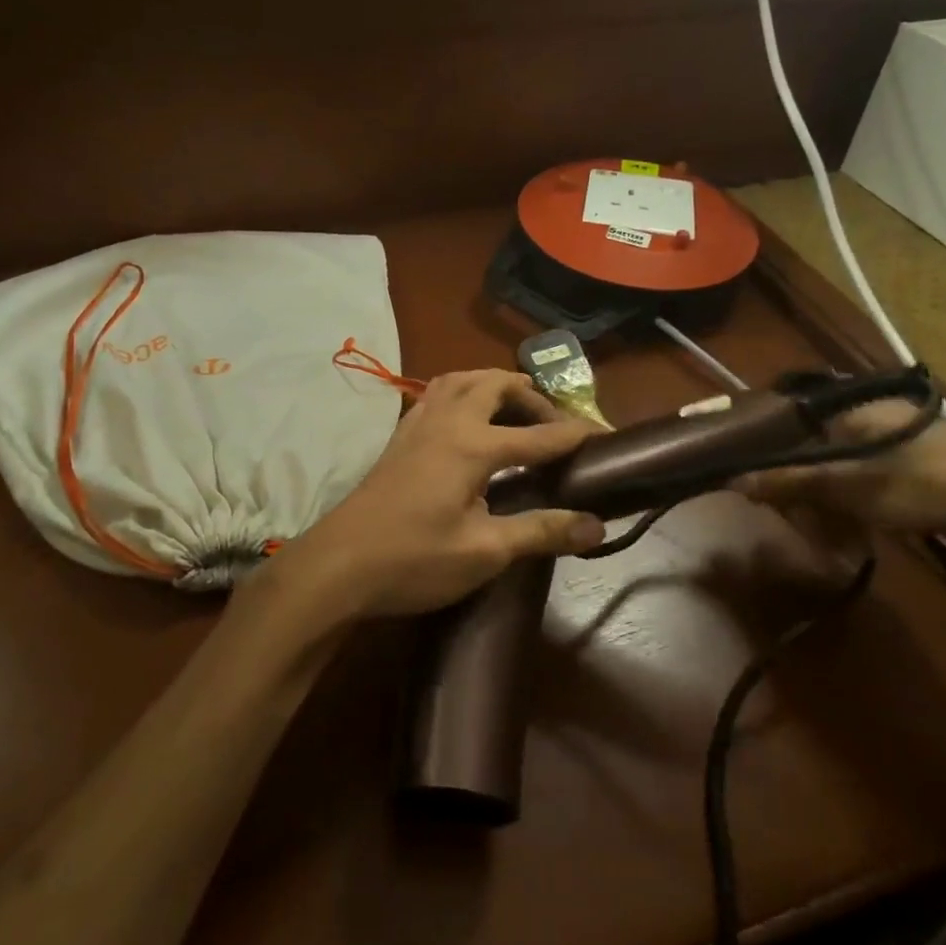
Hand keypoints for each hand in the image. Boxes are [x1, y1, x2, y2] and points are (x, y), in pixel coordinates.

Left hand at [272, 370, 604, 622]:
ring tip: (515, 413)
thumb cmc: (413, 560)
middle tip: (555, 426)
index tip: (607, 436)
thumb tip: (597, 526)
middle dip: (533, 398)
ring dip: (494, 386)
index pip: (540, 434)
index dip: (577, 435)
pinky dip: (464, 394)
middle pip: (497, 385)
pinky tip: (467, 423)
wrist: (337, 565)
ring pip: (462, 379)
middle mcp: (448, 420)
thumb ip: (541, 531)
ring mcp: (418, 424)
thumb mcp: (484, 552)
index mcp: (473, 445)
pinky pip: (438, 394)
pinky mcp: (400, 436)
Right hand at [730, 400, 945, 541]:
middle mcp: (874, 417)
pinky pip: (870, 483)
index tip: (770, 494)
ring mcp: (900, 442)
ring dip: (832, 505)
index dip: (776, 462)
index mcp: (854, 409)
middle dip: (807, 492)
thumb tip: (735, 480)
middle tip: (807, 524)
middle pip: (818, 453)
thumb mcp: (849, 486)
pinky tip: (860, 532)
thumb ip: (791, 482)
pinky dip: (858, 506)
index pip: (795, 429)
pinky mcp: (920, 467)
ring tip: (833, 536)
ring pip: (844, 472)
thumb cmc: (923, 485)